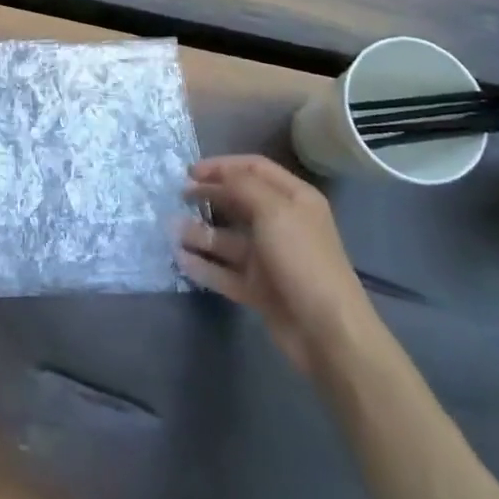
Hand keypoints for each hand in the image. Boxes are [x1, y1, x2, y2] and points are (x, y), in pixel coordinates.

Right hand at [178, 154, 373, 372]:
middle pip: (239, 201)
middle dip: (209, 196)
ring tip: (172, 230)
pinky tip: (181, 259)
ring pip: (228, 239)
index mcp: (294, 199)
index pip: (254, 169)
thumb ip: (242, 186)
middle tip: (179, 197)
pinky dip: (204, 265)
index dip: (222, 166)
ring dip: (200, 232)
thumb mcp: (274, 211)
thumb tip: (217, 176)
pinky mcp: (259, 288)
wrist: (327, 332)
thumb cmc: (302, 259)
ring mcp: (269, 258)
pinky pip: (225, 271)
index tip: (191, 172)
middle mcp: (282, 224)